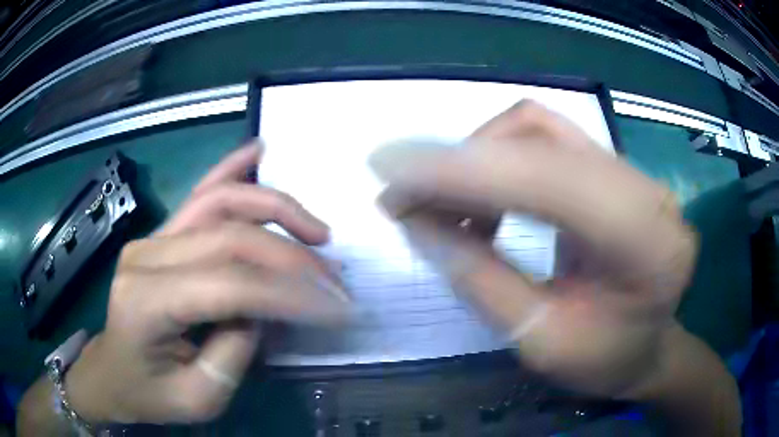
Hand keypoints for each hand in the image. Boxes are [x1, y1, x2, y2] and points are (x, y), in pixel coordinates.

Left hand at [66, 142, 349, 423]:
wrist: (112, 373)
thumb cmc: (149, 393)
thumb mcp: (198, 397)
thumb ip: (235, 352)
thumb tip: (266, 310)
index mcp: (146, 301)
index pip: (229, 284)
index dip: (289, 294)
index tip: (336, 308)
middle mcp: (146, 255)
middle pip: (230, 237)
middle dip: (292, 256)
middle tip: (336, 279)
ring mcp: (153, 237)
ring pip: (220, 202)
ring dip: (275, 209)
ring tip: (317, 231)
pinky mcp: (161, 234)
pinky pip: (201, 194)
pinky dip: (233, 170)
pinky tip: (259, 151)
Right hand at [370, 102, 696, 396]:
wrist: (646, 347)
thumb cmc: (603, 361)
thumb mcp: (538, 341)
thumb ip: (480, 279)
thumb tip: (415, 219)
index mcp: (647, 245)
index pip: (550, 182)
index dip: (465, 170)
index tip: (389, 168)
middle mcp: (646, 191)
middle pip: (540, 138)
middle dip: (460, 162)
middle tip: (402, 195)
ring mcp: (632, 173)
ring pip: (538, 130)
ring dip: (478, 159)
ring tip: (442, 206)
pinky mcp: (613, 170)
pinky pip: (545, 143)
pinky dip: (498, 162)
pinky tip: (481, 202)